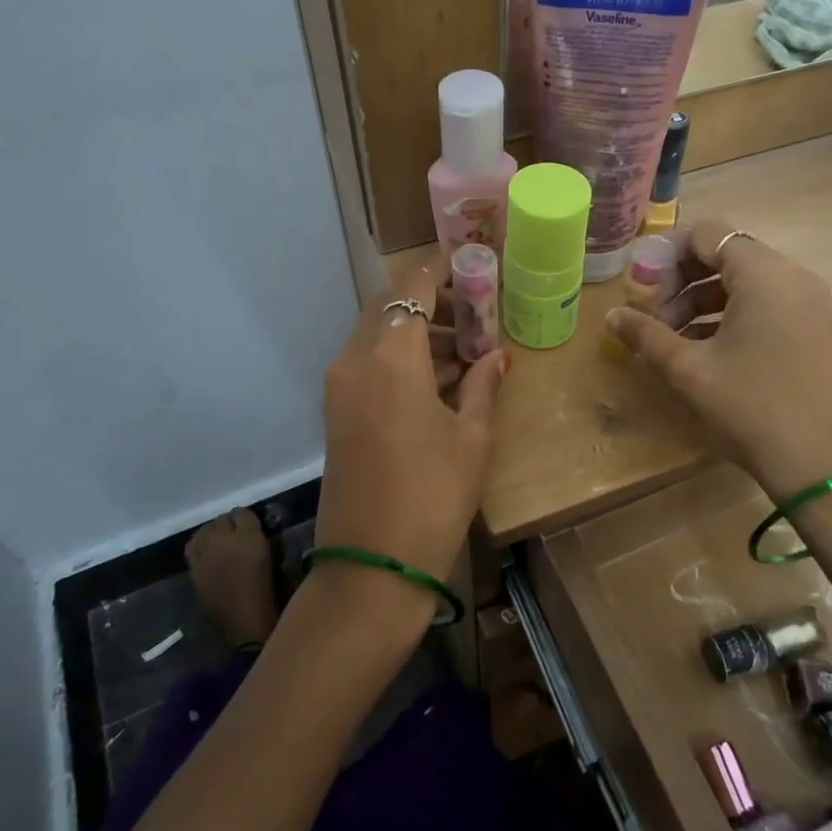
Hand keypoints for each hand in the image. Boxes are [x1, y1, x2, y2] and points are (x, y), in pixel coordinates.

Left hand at [314, 256, 505, 600]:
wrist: (372, 564)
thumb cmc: (433, 496)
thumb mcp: (472, 438)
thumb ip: (483, 386)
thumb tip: (496, 357)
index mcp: (390, 357)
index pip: (411, 287)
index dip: (439, 269)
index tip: (470, 266)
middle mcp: (355, 360)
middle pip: (388, 307)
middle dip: (429, 303)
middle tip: (473, 314)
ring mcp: (339, 387)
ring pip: (376, 336)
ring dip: (415, 333)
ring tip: (464, 353)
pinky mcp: (335, 412)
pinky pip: (367, 365)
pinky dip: (399, 359)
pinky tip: (437, 382)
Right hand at [605, 220, 831, 499]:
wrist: (826, 464)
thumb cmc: (752, 406)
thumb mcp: (690, 370)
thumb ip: (647, 335)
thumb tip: (612, 316)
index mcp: (762, 273)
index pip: (707, 233)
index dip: (667, 254)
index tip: (642, 288)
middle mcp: (791, 276)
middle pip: (725, 255)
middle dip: (682, 281)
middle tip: (653, 318)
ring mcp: (808, 303)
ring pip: (744, 283)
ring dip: (702, 301)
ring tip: (672, 340)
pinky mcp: (814, 329)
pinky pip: (765, 304)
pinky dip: (730, 316)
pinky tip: (705, 352)